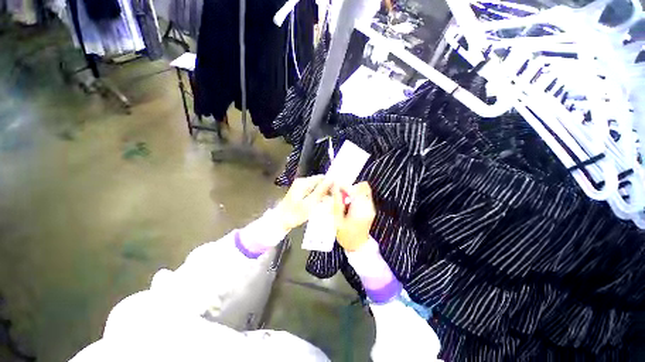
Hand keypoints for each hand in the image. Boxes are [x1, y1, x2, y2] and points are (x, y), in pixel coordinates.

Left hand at [276, 176, 333, 231]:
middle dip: (328, 188)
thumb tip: (332, 180)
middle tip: (337, 197)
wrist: (279, 222)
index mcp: (303, 182)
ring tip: (332, 200)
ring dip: (324, 192)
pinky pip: (312, 191)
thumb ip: (321, 191)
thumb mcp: (310, 203)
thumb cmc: (294, 214)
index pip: (321, 178)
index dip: (331, 183)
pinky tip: (323, 202)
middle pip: (319, 182)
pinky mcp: (300, 193)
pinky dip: (319, 196)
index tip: (340, 190)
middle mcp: (302, 182)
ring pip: (317, 187)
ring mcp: (300, 188)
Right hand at [333, 182, 375, 251]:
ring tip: (343, 200)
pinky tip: (348, 204)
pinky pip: (364, 196)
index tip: (335, 187)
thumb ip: (337, 201)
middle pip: (362, 187)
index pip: (354, 189)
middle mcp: (369, 205)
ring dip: (352, 192)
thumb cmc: (346, 235)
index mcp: (361, 209)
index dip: (344, 186)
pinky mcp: (370, 208)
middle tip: (339, 194)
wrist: (358, 246)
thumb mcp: (337, 219)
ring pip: (363, 190)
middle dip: (349, 188)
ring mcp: (371, 206)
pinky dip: (355, 196)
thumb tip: (335, 186)